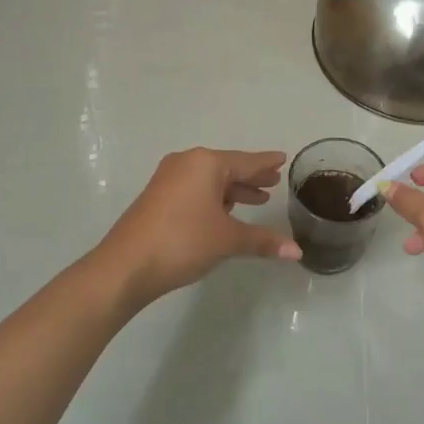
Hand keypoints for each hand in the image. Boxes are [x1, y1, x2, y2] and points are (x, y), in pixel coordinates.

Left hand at [94, 148, 301, 308]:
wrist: (126, 266)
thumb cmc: (183, 241)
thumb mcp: (228, 239)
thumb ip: (263, 240)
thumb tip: (297, 251)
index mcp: (205, 164)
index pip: (245, 161)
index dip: (266, 163)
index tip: (282, 158)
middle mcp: (186, 163)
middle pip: (227, 167)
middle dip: (250, 177)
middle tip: (273, 182)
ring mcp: (168, 179)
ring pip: (209, 180)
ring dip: (232, 190)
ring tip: (256, 200)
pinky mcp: (157, 197)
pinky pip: (195, 189)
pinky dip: (213, 197)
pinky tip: (224, 212)